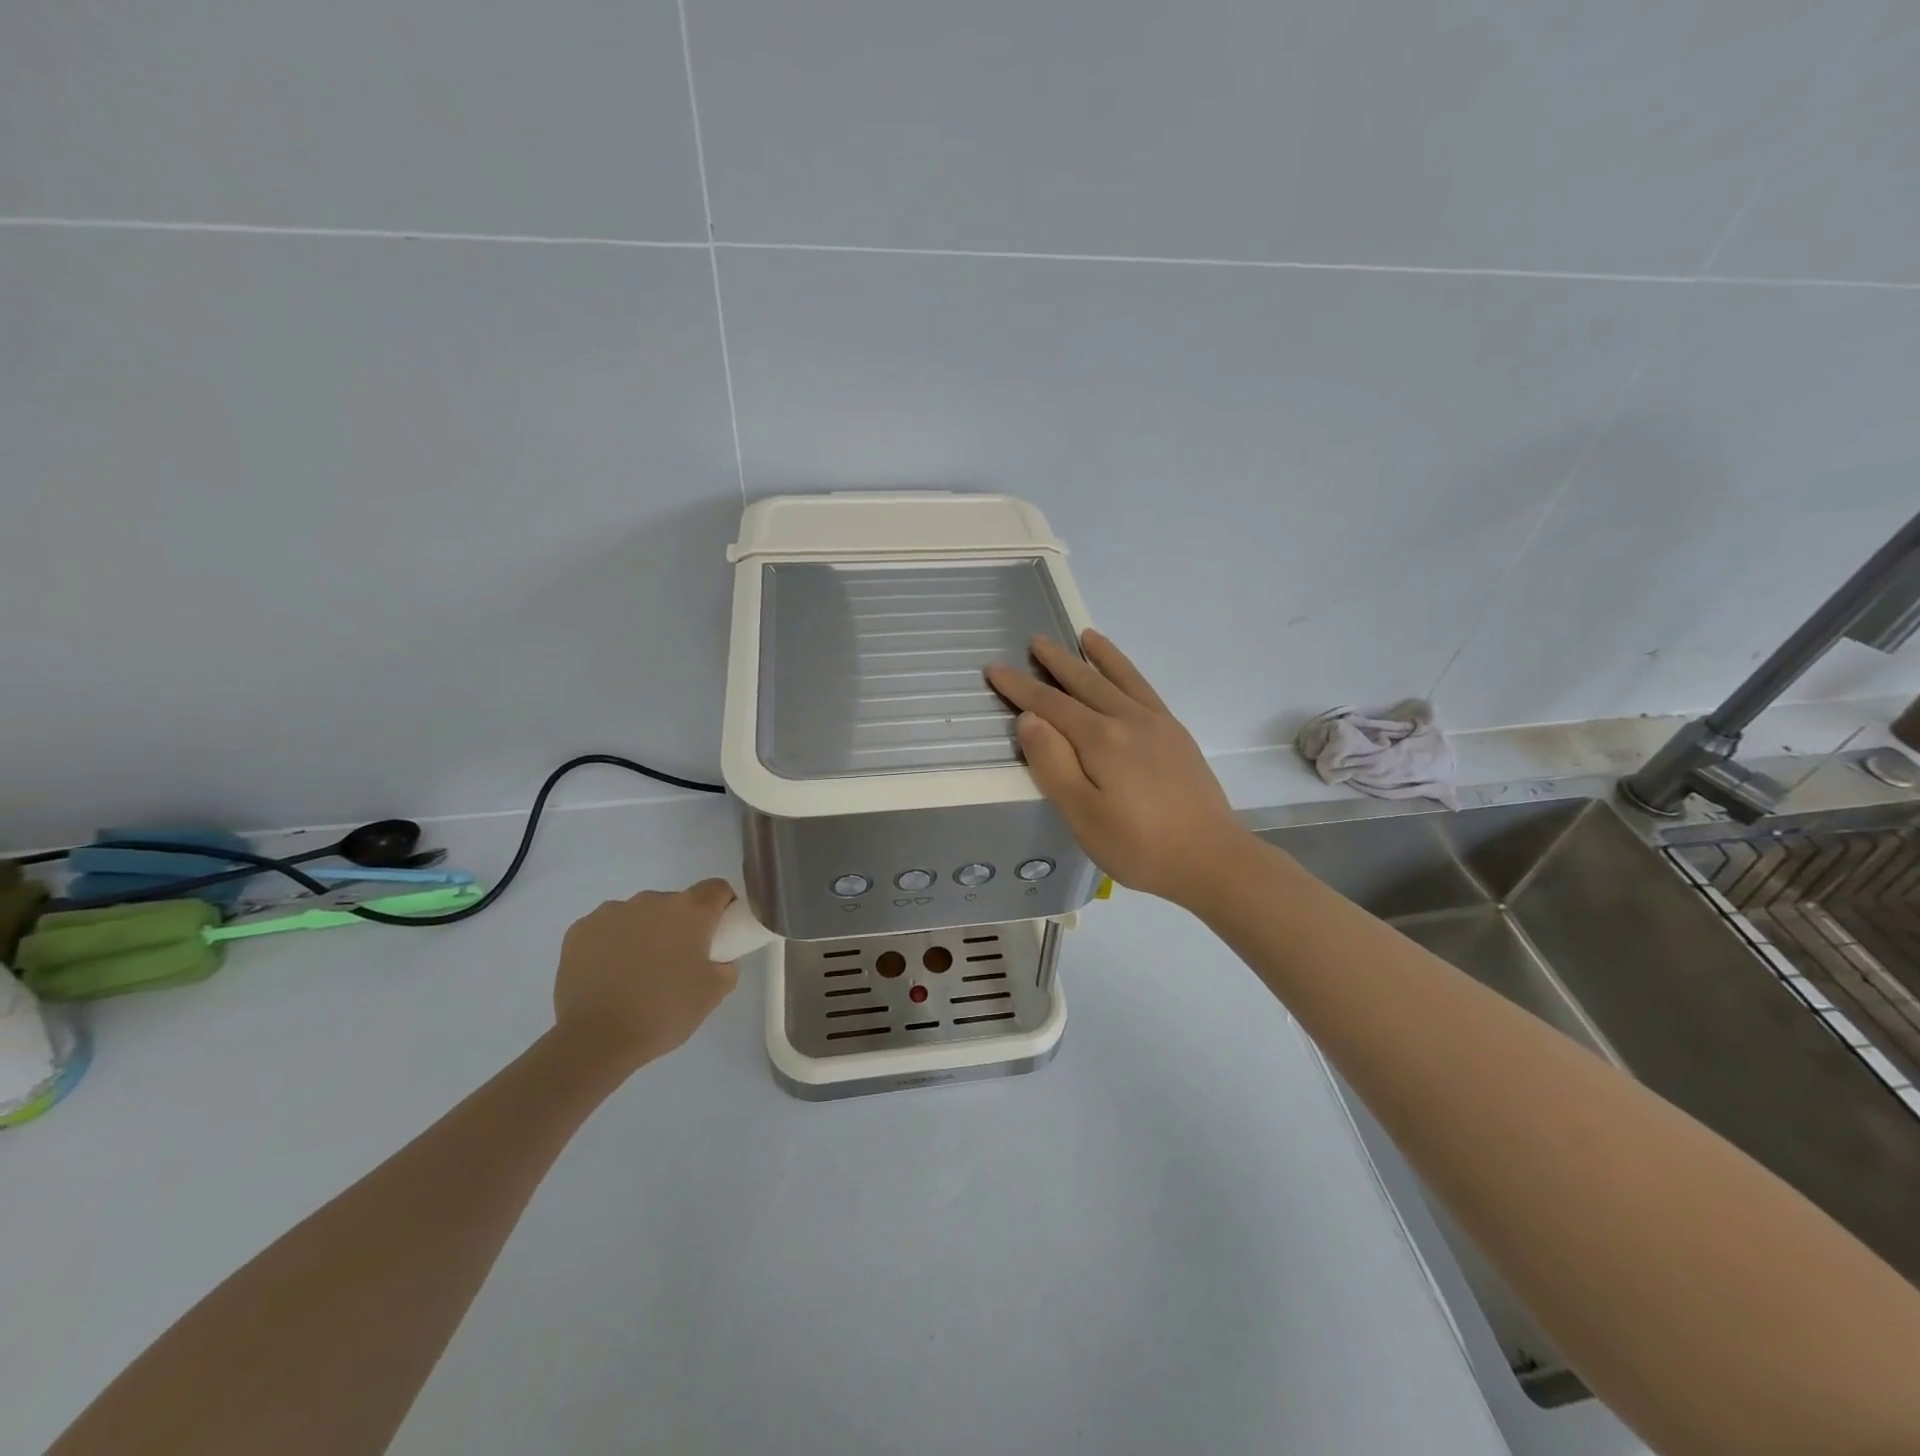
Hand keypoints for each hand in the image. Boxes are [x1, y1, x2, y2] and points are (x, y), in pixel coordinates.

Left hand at [552, 878, 739, 1075]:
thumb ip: (727, 965)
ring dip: (645, 932)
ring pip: (639, 915)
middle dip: (680, 925)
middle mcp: (651, 900)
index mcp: (689, 911)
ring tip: (637, 972)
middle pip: (676, 903)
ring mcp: (611, 912)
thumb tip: (719, 957)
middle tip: (676, 963)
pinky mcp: (580, 929)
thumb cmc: (663, 1012)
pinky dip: (613, 942)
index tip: (718, 933)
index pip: (716, 889)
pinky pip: (607, 927)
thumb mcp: (714, 993)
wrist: (595, 1040)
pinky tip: (609, 973)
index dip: (722, 906)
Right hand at [986, 631, 1248, 906]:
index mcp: (1101, 739)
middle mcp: (1129, 720)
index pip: (1051, 705)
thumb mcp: (1083, 815)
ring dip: (1098, 656)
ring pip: (1120, 679)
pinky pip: (1145, 690)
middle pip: (1085, 683)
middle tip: (1035, 640)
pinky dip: (1129, 672)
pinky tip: (1124, 674)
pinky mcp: (1177, 735)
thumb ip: (1053, 764)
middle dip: (1056, 662)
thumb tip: (1029, 719)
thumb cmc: (1139, 846)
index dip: (1021, 687)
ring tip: (1084, 635)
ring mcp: (1157, 724)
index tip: (995, 668)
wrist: (1212, 859)